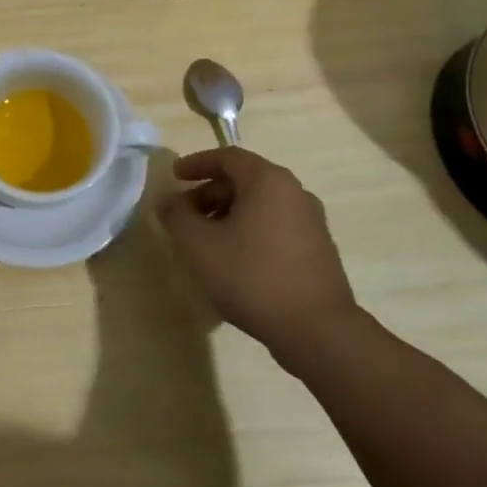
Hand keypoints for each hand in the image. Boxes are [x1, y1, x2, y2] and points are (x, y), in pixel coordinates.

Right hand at [158, 147, 364, 373]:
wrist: (317, 329)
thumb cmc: (251, 276)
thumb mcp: (199, 245)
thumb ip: (177, 216)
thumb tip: (168, 202)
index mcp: (268, 181)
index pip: (227, 157)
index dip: (197, 164)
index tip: (175, 176)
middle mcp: (294, 192)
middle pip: (244, 180)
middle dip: (209, 193)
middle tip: (184, 214)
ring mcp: (311, 221)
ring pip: (260, 204)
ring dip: (228, 213)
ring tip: (204, 240)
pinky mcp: (317, 248)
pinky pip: (275, 225)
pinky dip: (249, 229)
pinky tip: (233, 259)